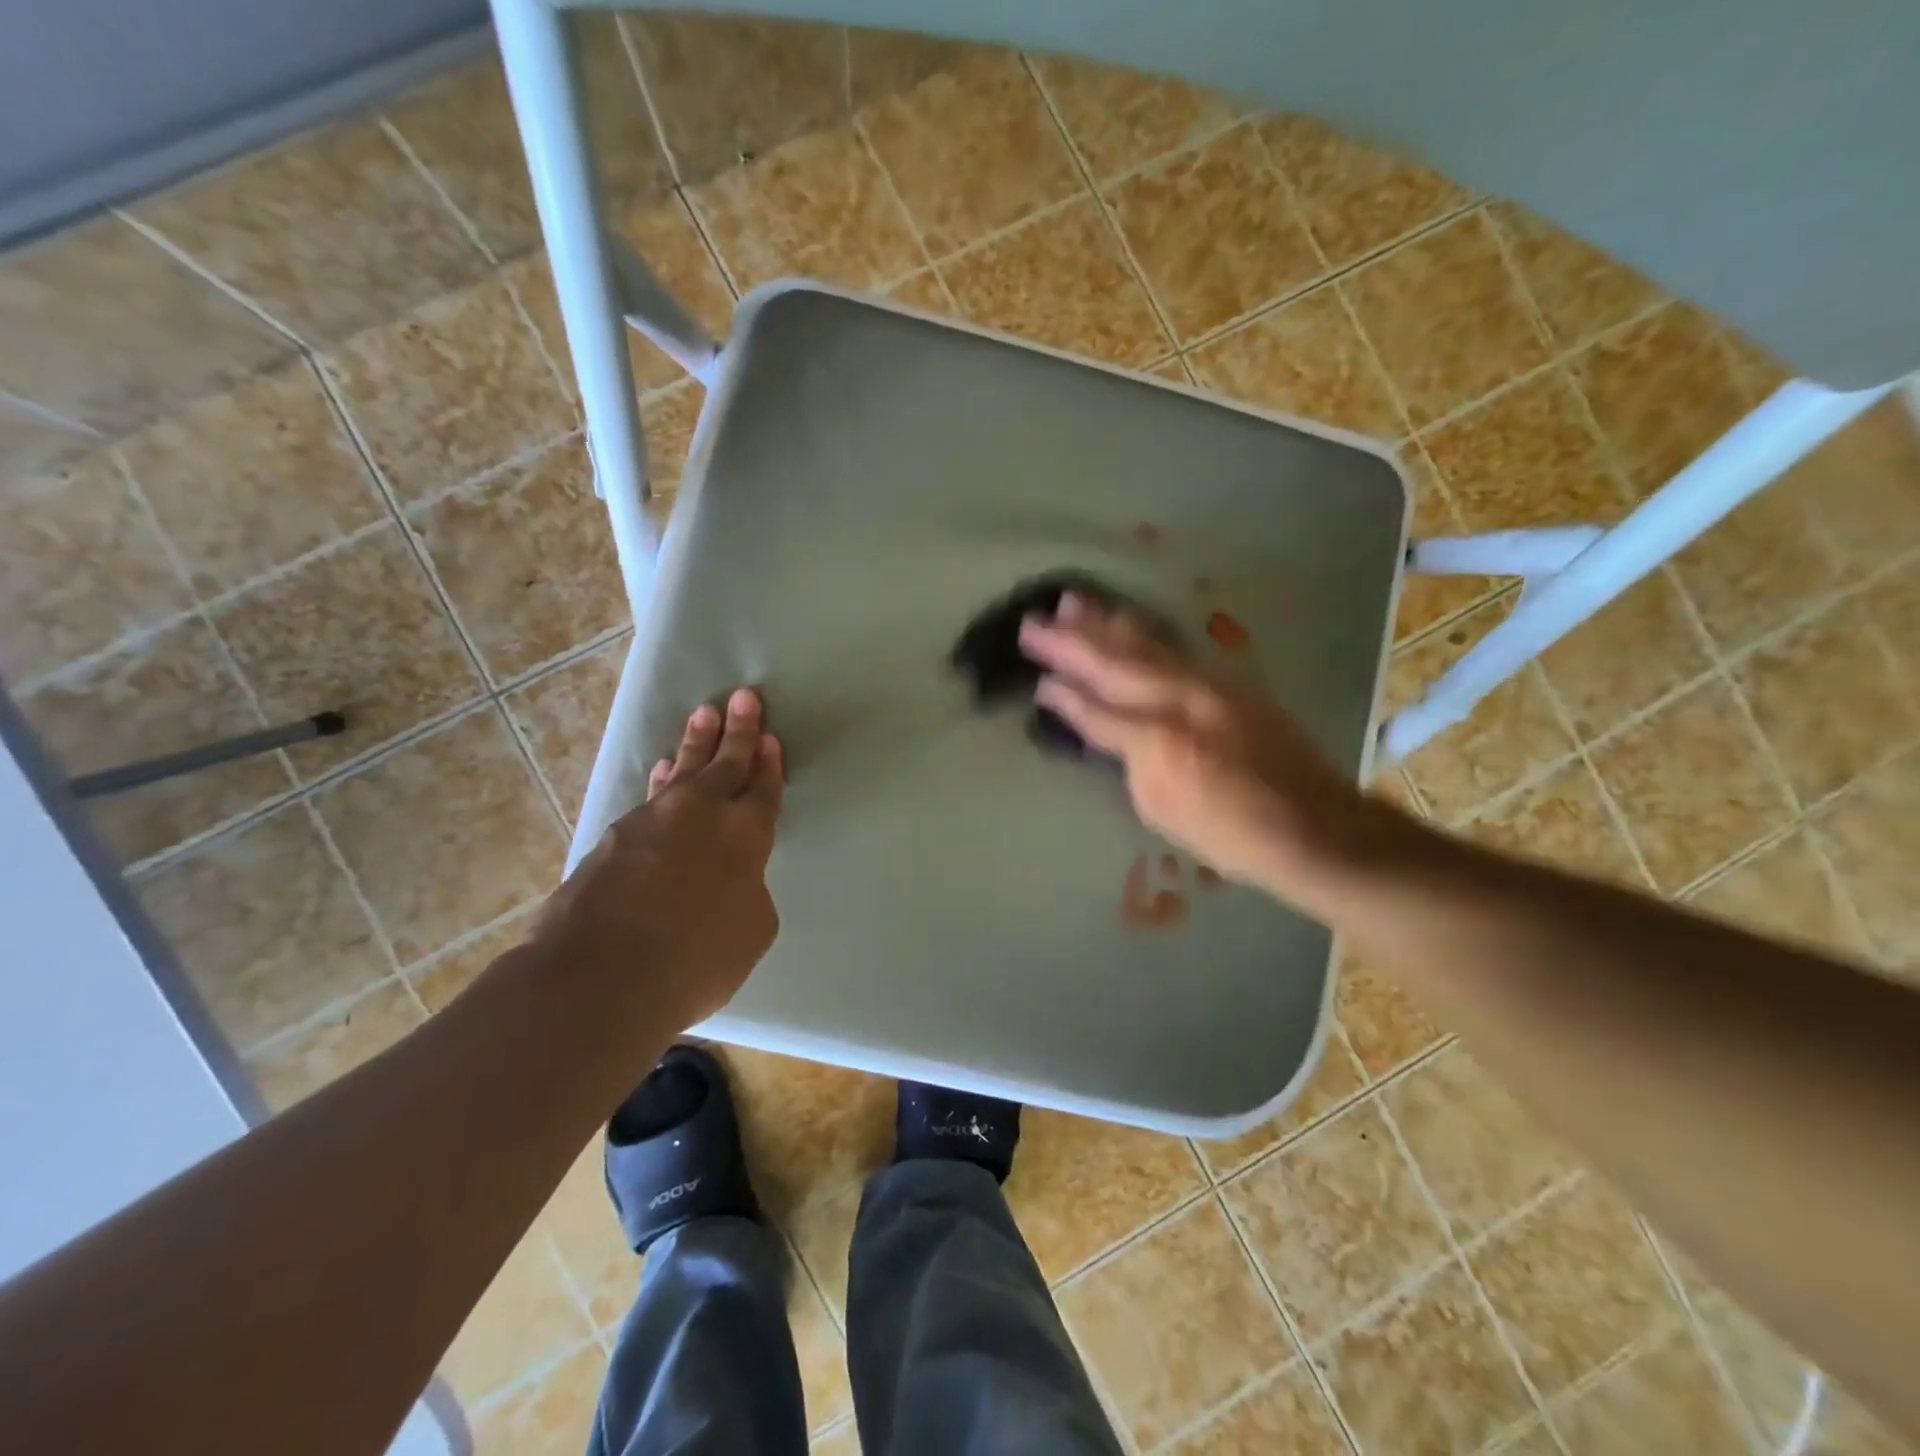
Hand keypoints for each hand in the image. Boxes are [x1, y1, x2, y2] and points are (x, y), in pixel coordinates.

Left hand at [535, 688, 784, 1029]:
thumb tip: (732, 882)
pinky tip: (663, 776)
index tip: (769, 737)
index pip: (763, 789)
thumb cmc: (695, 959)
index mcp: (745, 836)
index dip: (769, 763)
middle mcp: (700, 816)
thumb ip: (749, 894)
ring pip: (681, 773)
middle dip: (738, 730)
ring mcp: (652, 822)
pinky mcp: (614, 838)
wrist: (599, 974)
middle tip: (743, 697)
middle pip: (724, 763)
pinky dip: (662, 783)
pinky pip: (650, 799)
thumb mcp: (751, 933)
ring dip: (695, 746)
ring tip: (702, 718)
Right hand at [1020, 595, 1391, 901]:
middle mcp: (1180, 700)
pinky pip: (1174, 649)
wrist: (1313, 824)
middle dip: (1070, 642)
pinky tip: (1127, 622)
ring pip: (1146, 645)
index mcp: (1158, 740)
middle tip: (1033, 622)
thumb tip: (1116, 732)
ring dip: (1105, 623)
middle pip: (1115, 664)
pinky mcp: (1229, 681)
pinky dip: (1143, 634)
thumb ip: (1133, 762)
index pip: (1098, 710)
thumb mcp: (1163, 810)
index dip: (1065, 694)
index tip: (1038, 679)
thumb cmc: (1230, 834)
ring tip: (1073, 601)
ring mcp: (1208, 684)